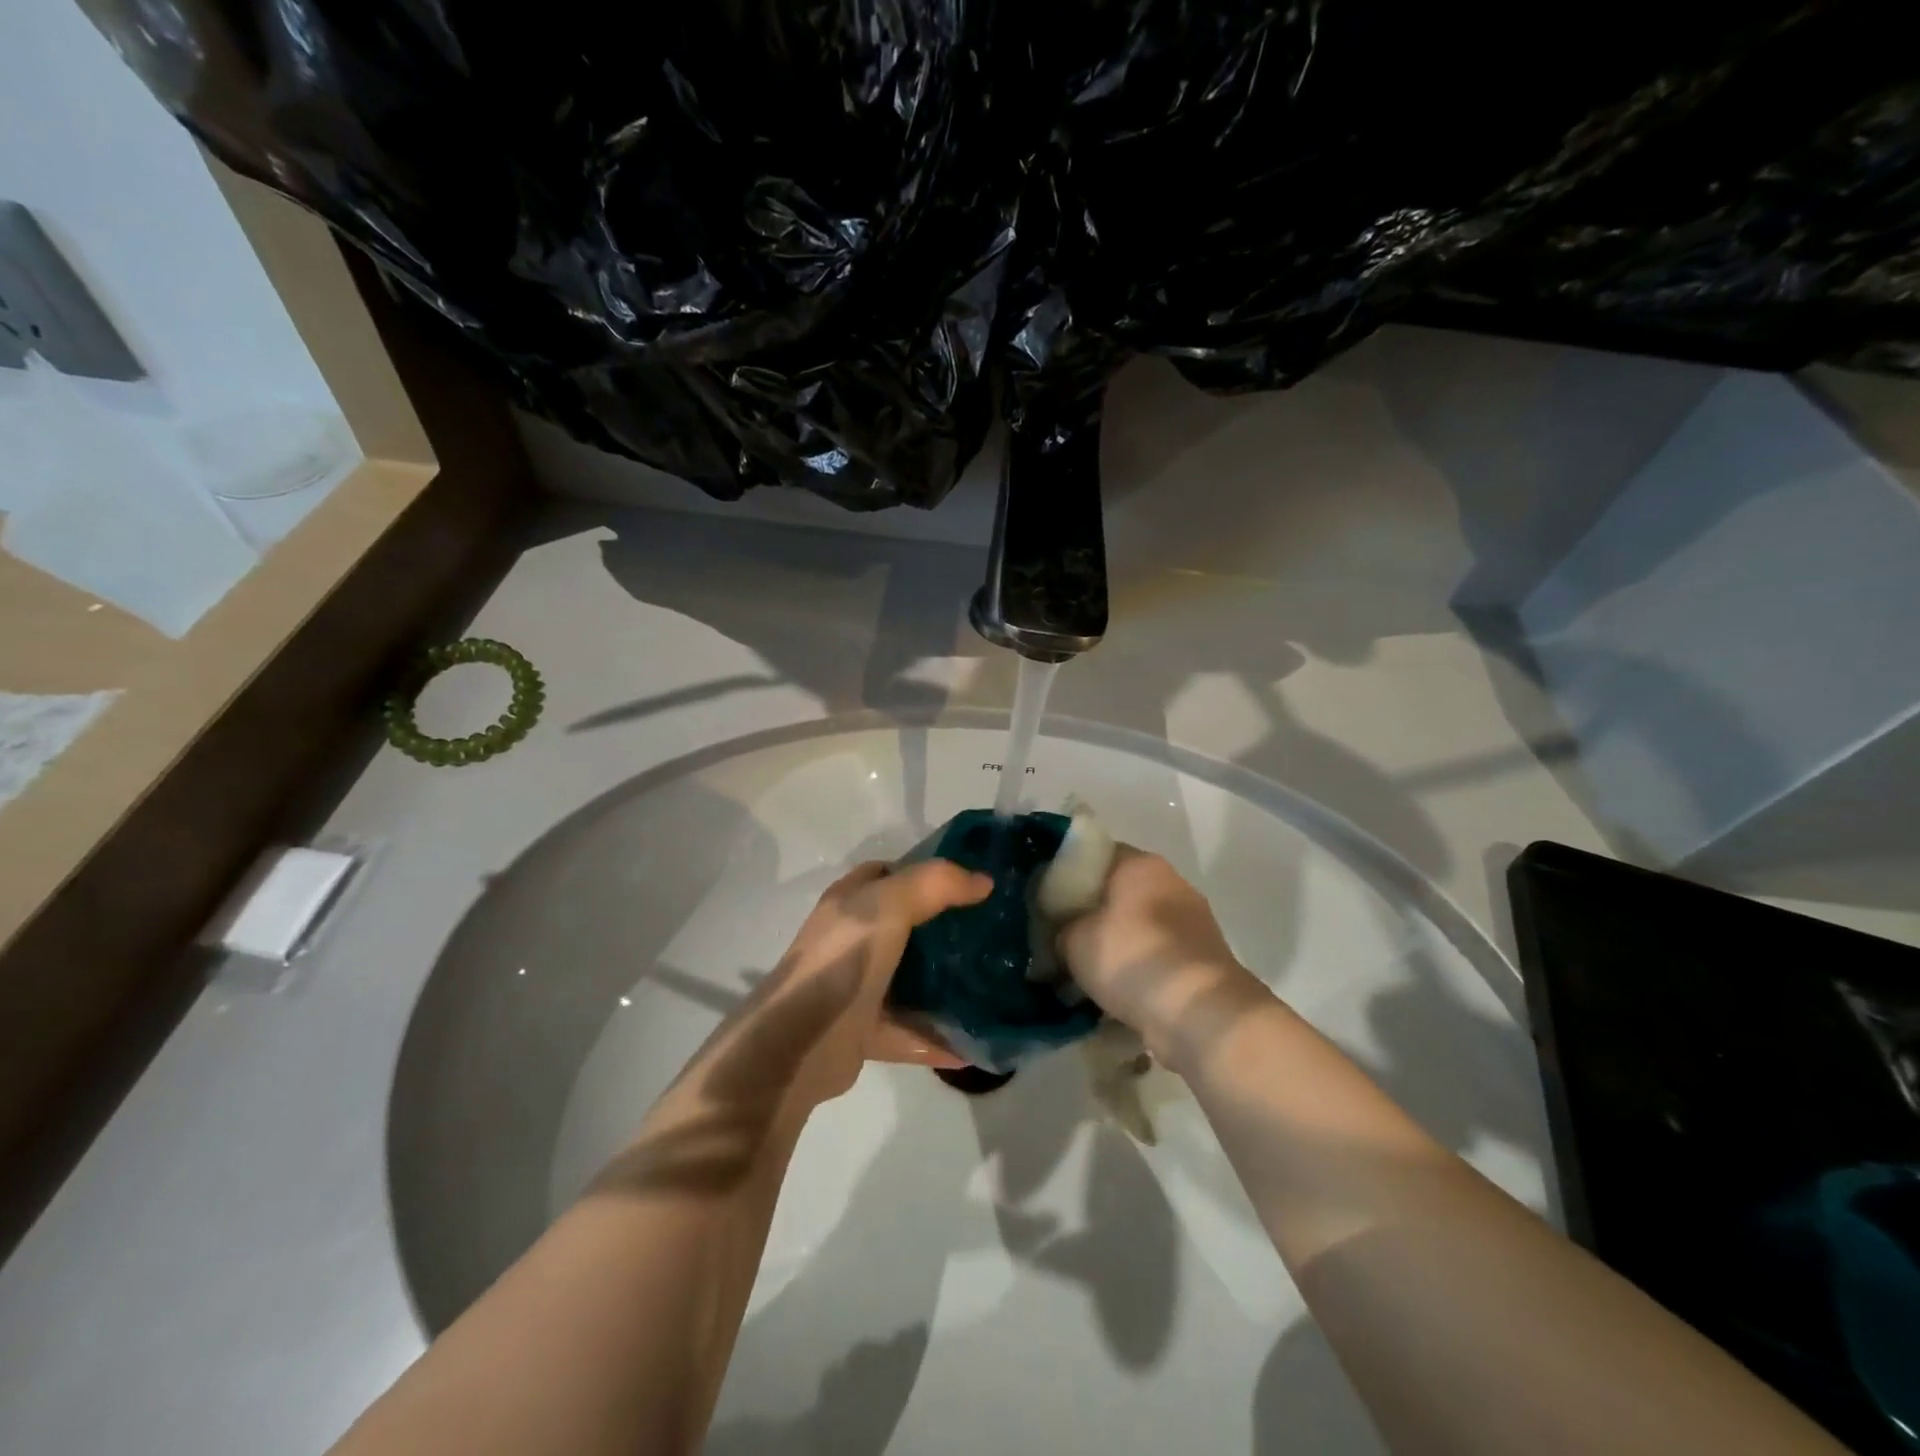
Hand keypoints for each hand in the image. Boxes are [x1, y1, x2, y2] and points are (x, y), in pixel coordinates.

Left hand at [771, 859, 990, 1109]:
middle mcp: (851, 942)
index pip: (887, 875)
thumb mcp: (889, 905)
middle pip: (904, 927)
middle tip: (989, 932)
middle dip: (944, 929)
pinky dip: (940, 1038)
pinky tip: (976, 1043)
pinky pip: (911, 1031)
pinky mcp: (864, 1032)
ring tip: (992, 985)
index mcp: (849, 904)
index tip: (967, 883)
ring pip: (909, 981)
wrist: (798, 1042)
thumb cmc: (842, 958)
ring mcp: (856, 988)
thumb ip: (936, 884)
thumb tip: (983, 881)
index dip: (924, 873)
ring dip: (945, 985)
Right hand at [1058, 847, 1268, 1071]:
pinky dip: (1135, 969)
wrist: (1199, 1014)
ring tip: (1081, 972)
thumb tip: (1059, 932)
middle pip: (1115, 891)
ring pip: (1135, 926)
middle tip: (1058, 939)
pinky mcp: (1200, 959)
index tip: (1043, 901)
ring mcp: (1191, 921)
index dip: (1063, 875)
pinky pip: (1154, 955)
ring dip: (1112, 944)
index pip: (1093, 855)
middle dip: (1088, 914)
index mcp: (1140, 864)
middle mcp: (1170, 883)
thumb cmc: (1131, 959)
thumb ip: (1059, 926)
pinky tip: (1112, 992)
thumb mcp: (1073, 939)